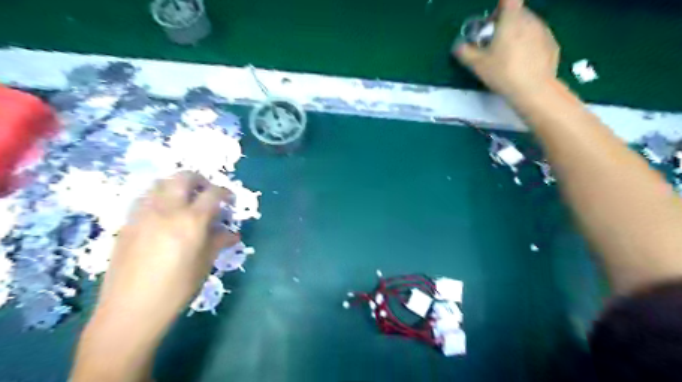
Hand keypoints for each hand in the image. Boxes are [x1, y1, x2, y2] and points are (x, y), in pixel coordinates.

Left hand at [92, 172, 237, 328]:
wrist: (130, 310)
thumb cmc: (176, 289)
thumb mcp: (204, 264)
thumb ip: (218, 242)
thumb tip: (233, 234)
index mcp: (191, 221)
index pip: (213, 193)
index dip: (225, 192)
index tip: (230, 199)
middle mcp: (167, 210)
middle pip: (183, 177)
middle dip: (199, 179)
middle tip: (206, 192)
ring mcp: (143, 214)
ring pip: (159, 183)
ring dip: (176, 186)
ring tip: (184, 200)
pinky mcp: (127, 224)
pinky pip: (144, 199)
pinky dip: (158, 198)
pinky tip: (162, 215)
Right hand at [452, 0, 558, 98]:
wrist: (533, 89)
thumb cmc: (503, 72)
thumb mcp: (477, 65)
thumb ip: (464, 53)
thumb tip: (458, 46)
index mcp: (511, 19)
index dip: (500, 5)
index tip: (491, 21)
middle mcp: (531, 19)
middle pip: (517, 13)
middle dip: (505, 23)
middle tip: (493, 44)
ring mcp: (544, 31)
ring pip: (528, 26)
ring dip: (517, 35)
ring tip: (508, 57)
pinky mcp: (552, 45)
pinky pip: (537, 40)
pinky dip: (529, 46)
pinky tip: (522, 65)